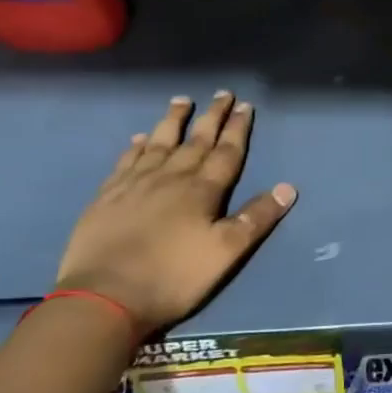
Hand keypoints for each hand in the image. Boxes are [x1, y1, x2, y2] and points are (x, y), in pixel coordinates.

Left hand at [56, 93, 296, 337]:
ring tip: (182, 101)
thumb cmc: (172, 277)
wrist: (103, 298)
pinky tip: (139, 139)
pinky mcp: (107, 197)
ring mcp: (135, 185)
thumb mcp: (226, 253)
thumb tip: (288, 187)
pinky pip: (126, 162)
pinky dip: (136, 147)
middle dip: (212, 117)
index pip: (226, 152)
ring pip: (159, 143)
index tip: (245, 106)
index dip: (238, 129)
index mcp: (202, 190)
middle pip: (196, 141)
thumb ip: (256, 218)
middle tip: (223, 94)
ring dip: (173, 121)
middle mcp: (171, 178)